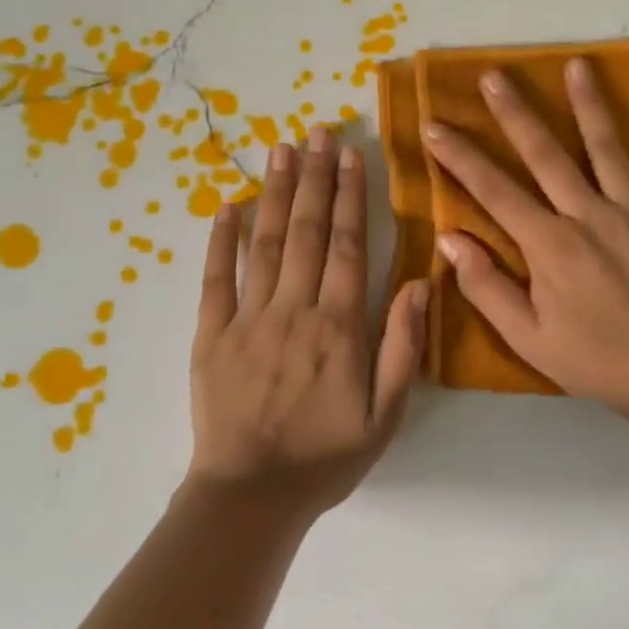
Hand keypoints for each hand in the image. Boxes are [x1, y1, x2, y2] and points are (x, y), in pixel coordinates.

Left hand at [187, 127, 426, 519]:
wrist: (250, 498)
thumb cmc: (326, 456)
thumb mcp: (386, 413)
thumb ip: (403, 345)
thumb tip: (418, 281)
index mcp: (338, 325)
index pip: (346, 244)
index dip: (350, 195)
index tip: (351, 154)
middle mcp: (294, 309)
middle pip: (306, 230)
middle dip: (314, 176)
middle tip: (317, 131)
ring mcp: (248, 318)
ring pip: (265, 242)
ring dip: (274, 192)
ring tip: (281, 148)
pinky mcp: (211, 334)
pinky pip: (216, 279)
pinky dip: (221, 240)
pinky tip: (226, 204)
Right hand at [423, 59, 628, 416]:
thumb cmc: (592, 359)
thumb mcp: (527, 337)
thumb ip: (486, 287)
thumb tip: (449, 239)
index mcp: (550, 244)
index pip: (495, 191)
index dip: (461, 157)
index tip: (435, 125)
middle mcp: (589, 216)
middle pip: (546, 155)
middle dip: (514, 114)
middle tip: (493, 76)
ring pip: (609, 150)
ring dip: (590, 106)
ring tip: (578, 65)